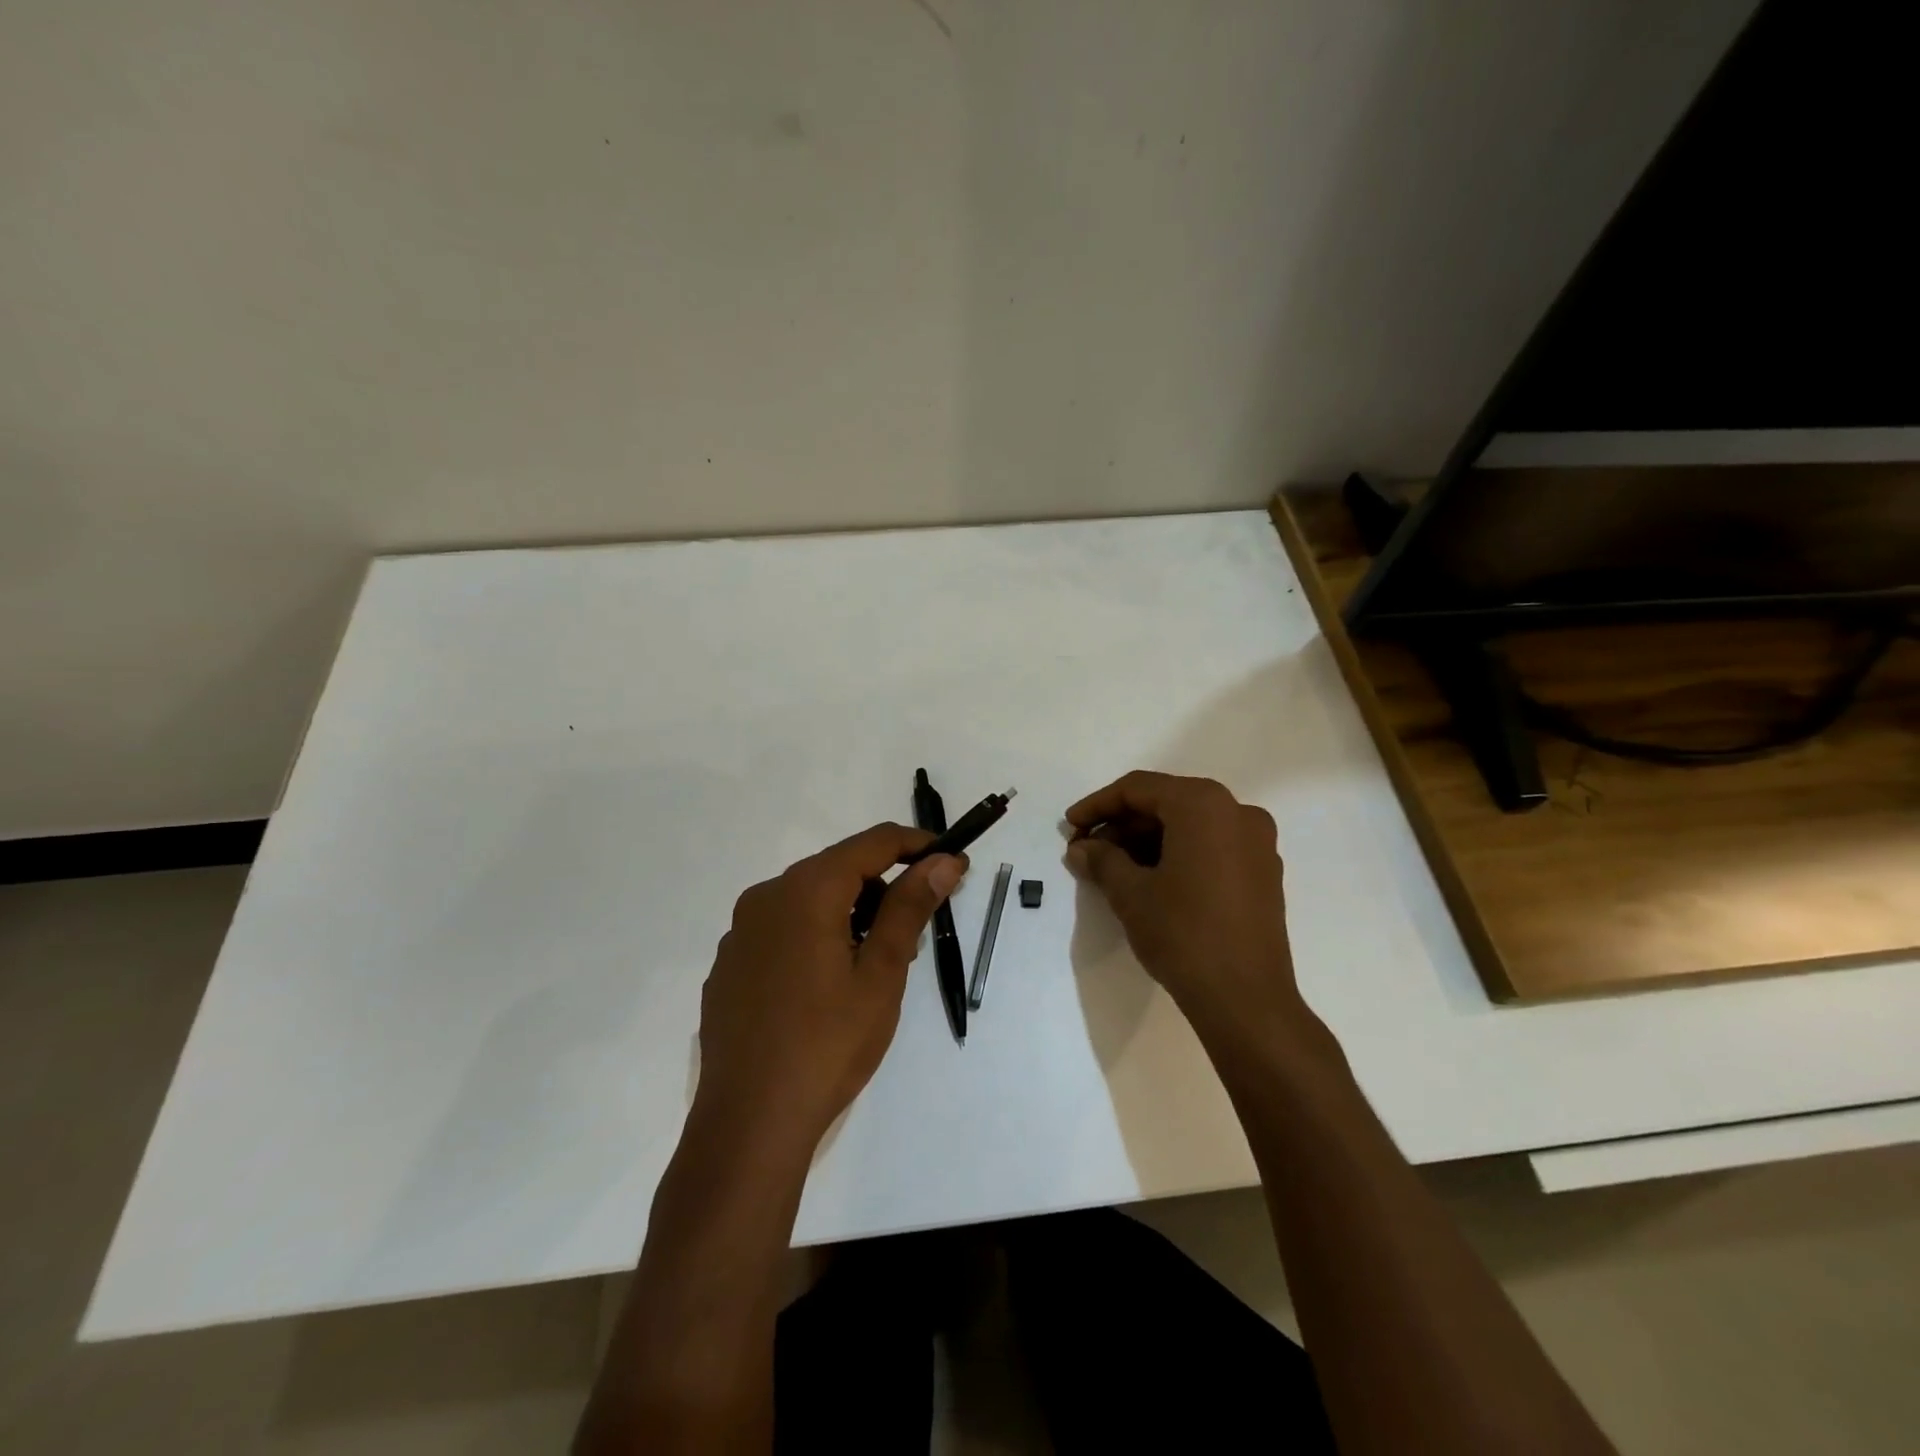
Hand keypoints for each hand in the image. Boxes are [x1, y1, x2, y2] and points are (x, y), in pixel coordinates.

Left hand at [693, 823, 965, 1151]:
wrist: (748, 1123)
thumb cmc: (828, 1045)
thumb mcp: (882, 974)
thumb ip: (910, 908)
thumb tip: (943, 862)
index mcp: (806, 890)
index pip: (873, 843)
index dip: (918, 846)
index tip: (952, 864)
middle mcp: (766, 896)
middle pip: (839, 869)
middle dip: (884, 890)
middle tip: (913, 938)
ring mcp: (741, 931)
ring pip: (810, 900)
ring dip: (850, 915)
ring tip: (872, 970)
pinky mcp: (729, 964)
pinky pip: (782, 930)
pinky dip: (815, 937)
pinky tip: (825, 990)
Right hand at [1065, 771, 1301, 1034]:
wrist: (1246, 1000)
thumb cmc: (1183, 934)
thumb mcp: (1130, 893)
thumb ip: (1101, 860)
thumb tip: (1080, 848)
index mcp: (1203, 805)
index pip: (1138, 789)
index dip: (1097, 805)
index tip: (1069, 826)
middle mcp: (1236, 811)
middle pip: (1166, 803)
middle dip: (1122, 824)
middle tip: (1087, 851)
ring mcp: (1256, 842)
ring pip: (1189, 825)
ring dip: (1147, 840)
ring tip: (1112, 868)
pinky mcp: (1263, 872)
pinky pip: (1211, 846)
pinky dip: (1177, 853)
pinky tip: (1149, 879)